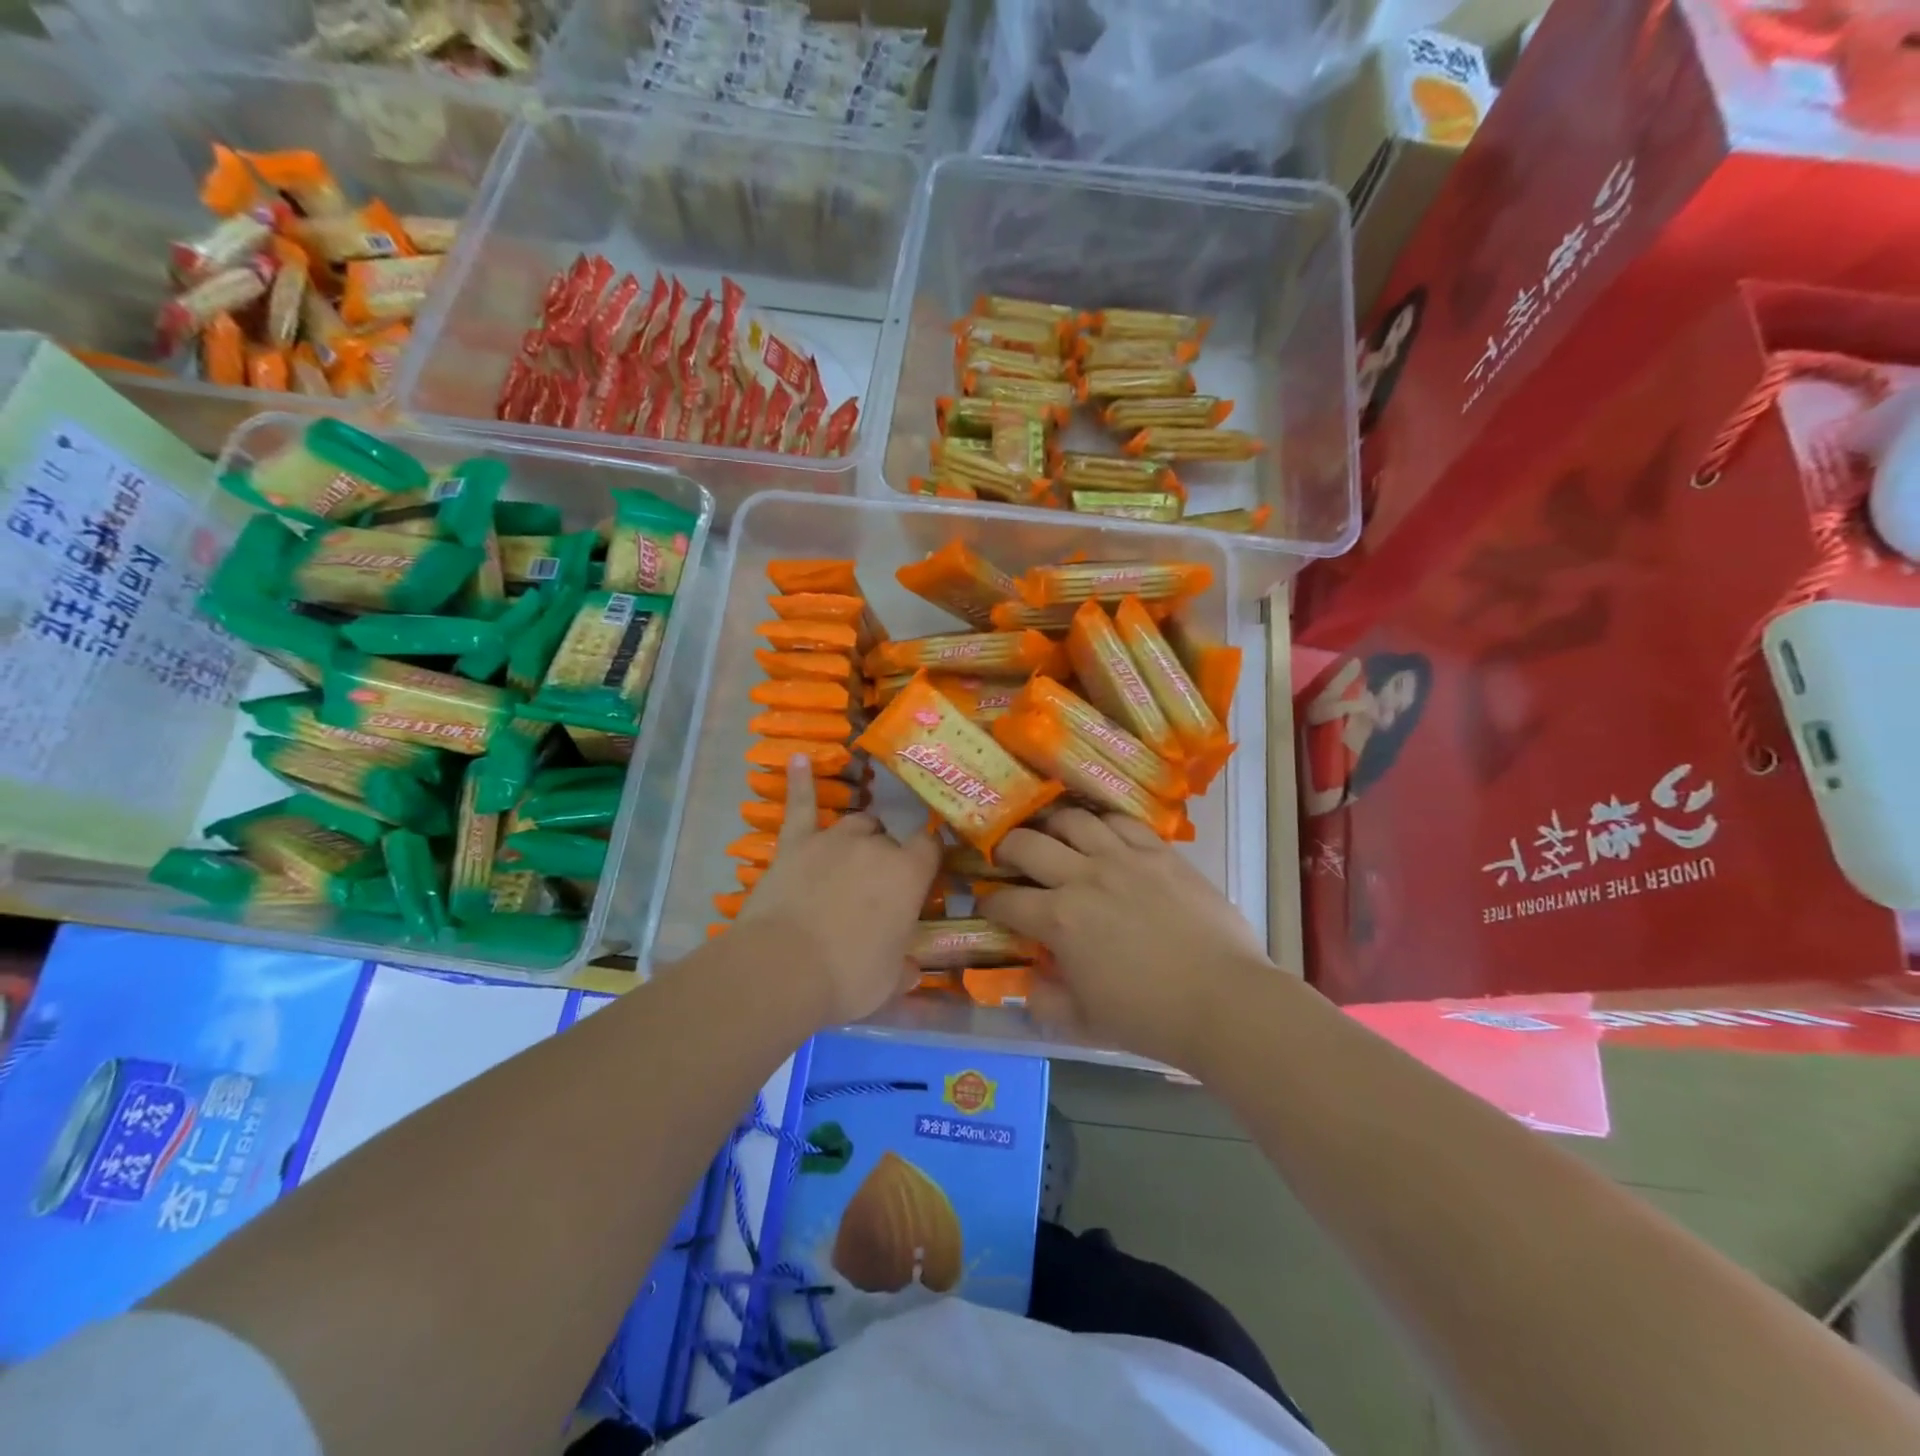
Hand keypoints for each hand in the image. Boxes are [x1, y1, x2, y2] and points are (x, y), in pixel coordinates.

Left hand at [735, 755, 939, 1026]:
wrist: (782, 970)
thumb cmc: (848, 977)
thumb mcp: (889, 982)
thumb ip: (904, 968)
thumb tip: (912, 968)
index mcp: (908, 874)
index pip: (929, 849)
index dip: (927, 859)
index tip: (923, 873)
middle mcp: (875, 846)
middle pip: (889, 838)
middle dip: (887, 858)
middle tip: (875, 891)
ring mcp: (832, 839)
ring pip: (855, 823)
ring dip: (858, 837)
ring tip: (851, 857)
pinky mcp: (795, 843)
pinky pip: (800, 805)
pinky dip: (800, 782)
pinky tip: (800, 758)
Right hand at [983, 808, 1271, 1067]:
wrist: (1224, 1000)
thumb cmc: (1150, 1017)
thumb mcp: (1085, 1022)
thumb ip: (1046, 1002)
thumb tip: (1030, 985)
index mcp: (1059, 920)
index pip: (1006, 901)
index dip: (990, 902)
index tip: (989, 906)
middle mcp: (1083, 877)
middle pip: (1026, 843)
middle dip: (1006, 849)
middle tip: (1007, 858)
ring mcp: (1123, 858)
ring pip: (1072, 820)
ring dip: (1051, 825)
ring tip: (1052, 836)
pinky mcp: (1159, 852)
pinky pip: (1121, 820)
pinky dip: (1102, 822)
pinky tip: (1101, 832)